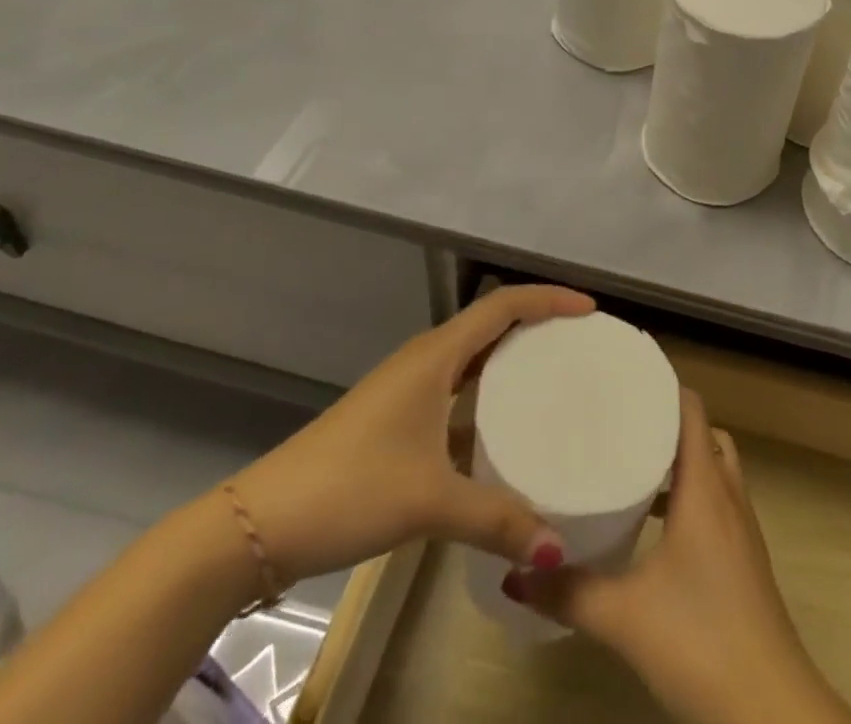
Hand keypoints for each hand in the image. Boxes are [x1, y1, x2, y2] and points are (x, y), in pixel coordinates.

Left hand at [227, 285, 593, 586]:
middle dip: (538, 324)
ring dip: (511, 359)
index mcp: (436, 356)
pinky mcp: (396, 417)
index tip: (591, 311)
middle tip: (582, 345)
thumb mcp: (428, 501)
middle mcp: (425, 359)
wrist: (259, 524)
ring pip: (472, 357)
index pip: (504, 306)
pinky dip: (487, 395)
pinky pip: (456, 388)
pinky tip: (503, 431)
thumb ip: (497, 521)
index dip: (549, 300)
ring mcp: (407, 389)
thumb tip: (558, 550)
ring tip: (554, 379)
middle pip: (491, 323)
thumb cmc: (349, 489)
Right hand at [515, 391, 850, 723]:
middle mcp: (727, 493)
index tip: (622, 375)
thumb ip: (568, 591)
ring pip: (712, 467)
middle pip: (702, 433)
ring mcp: (741, 527)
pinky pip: (716, 500)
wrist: (771, 708)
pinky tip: (655, 526)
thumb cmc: (700, 639)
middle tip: (620, 419)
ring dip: (679, 460)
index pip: (690, 408)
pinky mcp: (743, 558)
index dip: (661, 384)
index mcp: (705, 486)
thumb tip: (515, 568)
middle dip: (665, 420)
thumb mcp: (624, 616)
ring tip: (631, 463)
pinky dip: (689, 495)